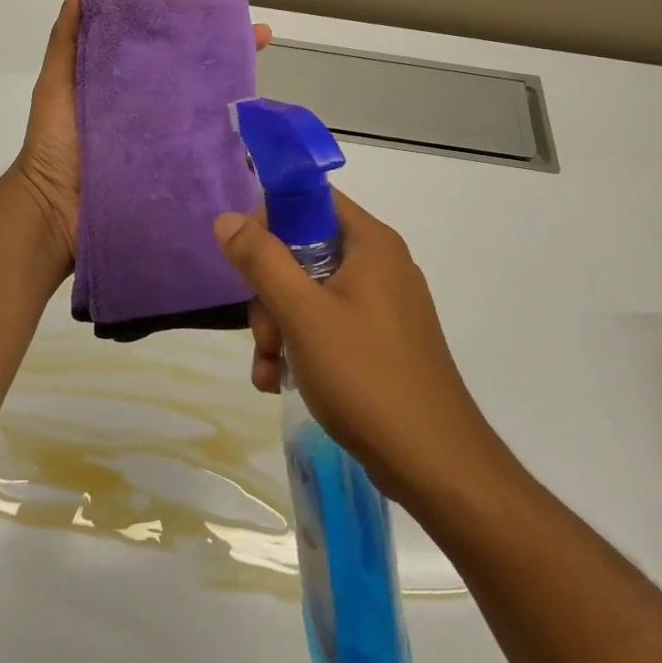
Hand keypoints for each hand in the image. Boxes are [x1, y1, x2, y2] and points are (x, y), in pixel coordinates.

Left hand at [11, 0, 271, 277]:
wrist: (52, 207)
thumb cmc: (53, 142)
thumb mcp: (57, 84)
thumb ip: (67, 38)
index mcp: (129, 84)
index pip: (169, 49)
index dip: (196, 30)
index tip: (224, 12)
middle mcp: (154, 110)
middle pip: (198, 80)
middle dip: (231, 60)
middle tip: (261, 42)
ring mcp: (168, 144)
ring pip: (210, 117)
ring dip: (239, 105)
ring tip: (266, 89)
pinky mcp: (175, 175)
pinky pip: (208, 158)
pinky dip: (232, 150)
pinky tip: (258, 138)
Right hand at [213, 190, 496, 505]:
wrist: (433, 463)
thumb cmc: (365, 375)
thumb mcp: (302, 313)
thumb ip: (262, 260)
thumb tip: (228, 218)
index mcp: (371, 243)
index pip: (313, 199)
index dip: (272, 217)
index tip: (244, 254)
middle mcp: (381, 265)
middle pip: (305, 252)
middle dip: (271, 293)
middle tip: (265, 334)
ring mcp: (384, 306)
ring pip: (311, 294)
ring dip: (280, 328)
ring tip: (270, 370)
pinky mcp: (382, 342)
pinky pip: (329, 326)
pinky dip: (302, 348)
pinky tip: (281, 383)